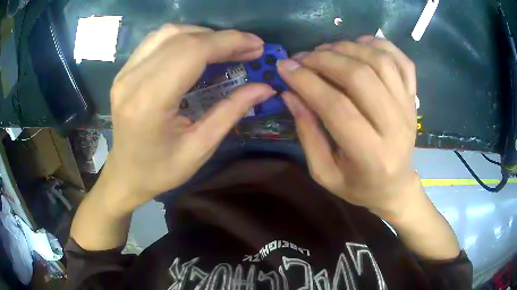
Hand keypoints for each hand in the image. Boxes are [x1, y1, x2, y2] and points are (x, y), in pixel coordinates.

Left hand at [104, 24, 274, 213]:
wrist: (126, 175)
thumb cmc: (160, 171)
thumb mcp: (200, 148)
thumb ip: (231, 112)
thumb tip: (265, 88)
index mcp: (149, 102)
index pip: (192, 52)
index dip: (228, 42)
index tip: (256, 45)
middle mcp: (132, 80)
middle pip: (182, 38)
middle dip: (221, 38)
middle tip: (248, 48)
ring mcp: (125, 73)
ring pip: (168, 33)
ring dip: (202, 34)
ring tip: (225, 48)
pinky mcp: (124, 72)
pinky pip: (156, 41)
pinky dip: (183, 38)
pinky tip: (197, 49)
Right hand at [278, 36, 419, 215]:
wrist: (395, 186)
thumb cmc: (358, 186)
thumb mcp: (324, 172)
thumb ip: (307, 133)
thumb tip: (290, 93)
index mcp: (372, 156)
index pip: (337, 107)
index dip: (307, 82)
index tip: (284, 67)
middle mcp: (396, 127)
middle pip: (361, 77)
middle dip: (325, 60)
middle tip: (302, 57)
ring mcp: (408, 109)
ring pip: (381, 62)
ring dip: (348, 48)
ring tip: (326, 50)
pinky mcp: (413, 98)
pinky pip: (403, 61)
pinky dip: (381, 45)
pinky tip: (360, 44)